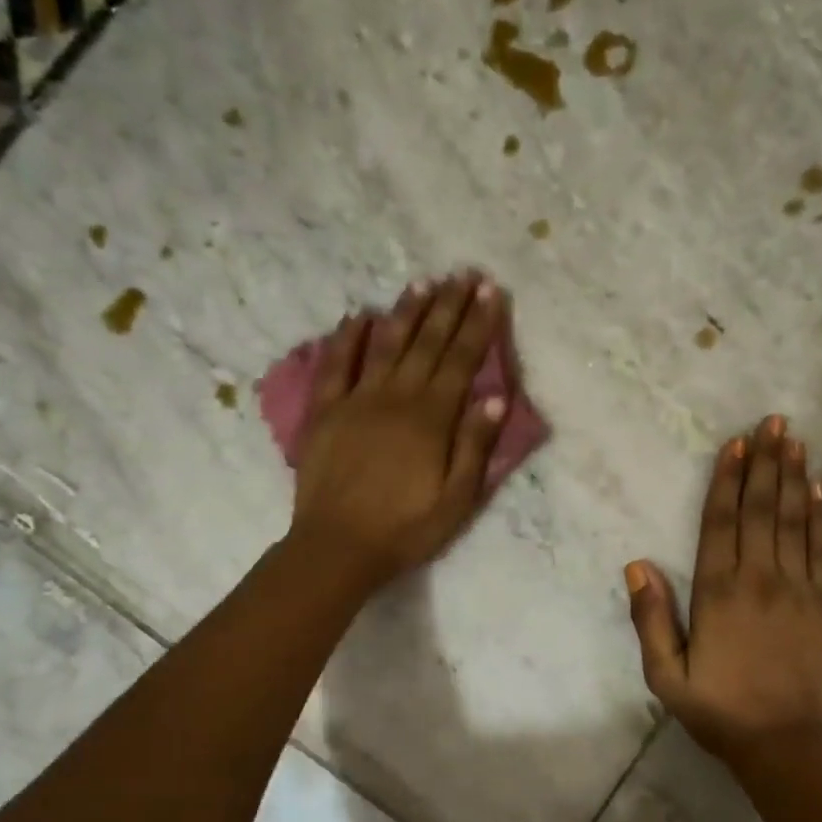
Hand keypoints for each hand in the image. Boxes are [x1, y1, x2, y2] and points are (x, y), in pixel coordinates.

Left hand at [290, 271, 510, 589]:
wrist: (338, 547)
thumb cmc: (406, 529)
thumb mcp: (457, 499)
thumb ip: (475, 445)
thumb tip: (496, 395)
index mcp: (431, 419)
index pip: (461, 360)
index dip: (478, 324)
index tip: (490, 291)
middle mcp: (396, 398)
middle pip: (427, 343)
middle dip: (448, 307)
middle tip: (462, 274)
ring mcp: (357, 400)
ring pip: (386, 345)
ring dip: (406, 312)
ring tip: (423, 283)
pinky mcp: (326, 412)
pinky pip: (336, 366)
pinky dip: (348, 338)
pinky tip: (359, 316)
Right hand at [625, 415, 821, 761]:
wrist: (787, 746)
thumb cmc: (720, 712)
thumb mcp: (665, 676)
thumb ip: (650, 619)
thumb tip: (637, 564)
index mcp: (717, 592)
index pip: (720, 522)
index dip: (726, 479)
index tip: (734, 444)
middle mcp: (760, 578)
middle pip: (761, 508)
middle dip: (765, 462)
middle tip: (772, 422)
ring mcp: (800, 589)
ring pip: (795, 520)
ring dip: (794, 477)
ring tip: (795, 440)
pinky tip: (821, 490)